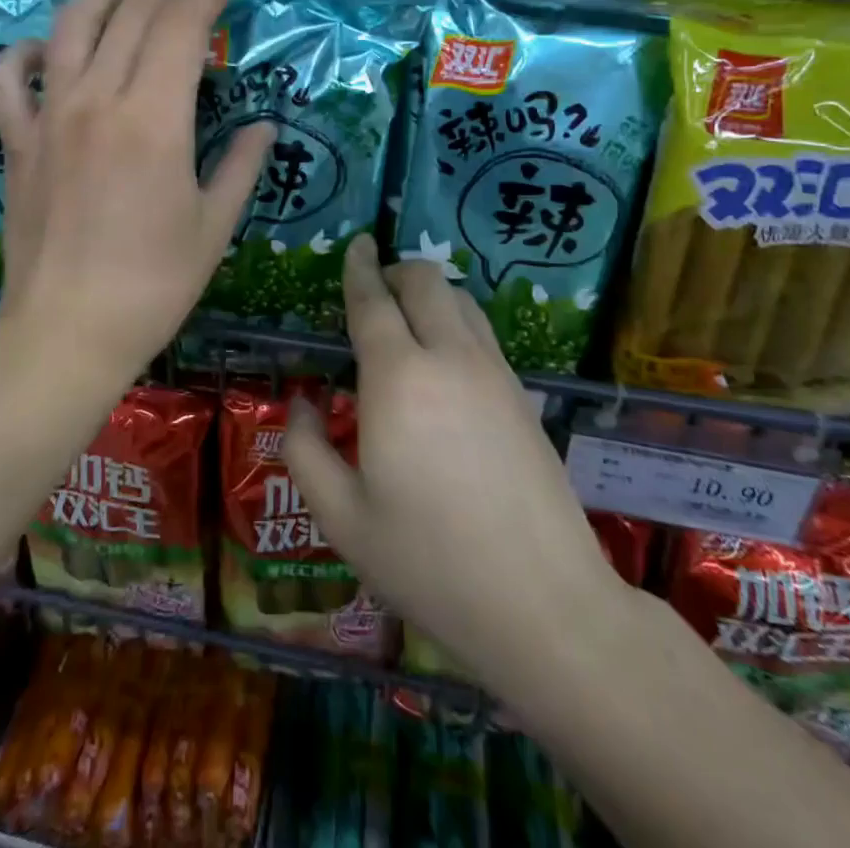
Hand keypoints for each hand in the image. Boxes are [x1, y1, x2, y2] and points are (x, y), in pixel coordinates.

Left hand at [0, 0, 272, 388]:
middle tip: (194, 1)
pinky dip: (26, 52)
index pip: (181, 23)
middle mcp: (97, 99)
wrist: (67, 331)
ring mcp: (48, 116)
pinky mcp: (16, 140)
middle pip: (133, 11)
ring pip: (70, 24)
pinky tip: (47, 55)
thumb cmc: (153, 285)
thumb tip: (263, 127)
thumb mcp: (214, 226)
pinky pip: (6, 76)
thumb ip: (242, 165)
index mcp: (154, 118)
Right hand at [283, 238, 631, 705]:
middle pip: (425, 281)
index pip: (372, 300)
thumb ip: (306, 449)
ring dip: (429, 292)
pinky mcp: (522, 394)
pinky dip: (455, 319)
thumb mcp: (342, 518)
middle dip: (395, 270)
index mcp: (398, 378)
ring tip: (406, 319)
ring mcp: (494, 373)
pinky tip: (444, 360)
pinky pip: (482, 330)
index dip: (359, 267)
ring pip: (460, 299)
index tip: (356, 244)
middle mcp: (449, 357)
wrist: (544, 605)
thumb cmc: (429, 562)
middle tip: (372, 289)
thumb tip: (305, 403)